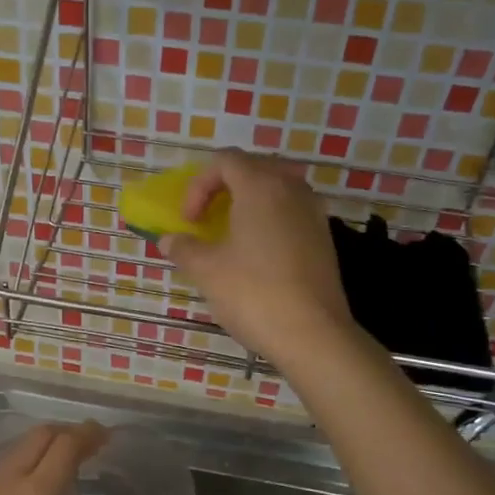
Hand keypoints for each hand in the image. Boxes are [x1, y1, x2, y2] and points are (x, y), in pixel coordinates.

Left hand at [0, 422, 144, 494]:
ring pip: (19, 447)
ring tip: (67, 459)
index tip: (108, 436)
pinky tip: (37, 485)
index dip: (88, 434)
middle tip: (92, 444)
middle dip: (68, 431)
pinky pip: (6, 464)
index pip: (66, 445)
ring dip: (45, 443)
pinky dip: (27, 458)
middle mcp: (11, 482)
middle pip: (40, 436)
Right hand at [160, 149, 355, 367]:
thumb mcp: (207, 271)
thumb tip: (169, 239)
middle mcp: (292, 190)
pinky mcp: (324, 239)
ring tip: (231, 234)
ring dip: (249, 203)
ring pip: (277, 190)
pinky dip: (270, 221)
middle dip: (224, 188)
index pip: (225, 160)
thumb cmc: (253, 293)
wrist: (312, 334)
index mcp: (261, 186)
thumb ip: (184, 248)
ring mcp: (314, 213)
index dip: (198, 185)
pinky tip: (258, 255)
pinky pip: (291, 213)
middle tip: (207, 218)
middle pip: (254, 169)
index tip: (189, 220)